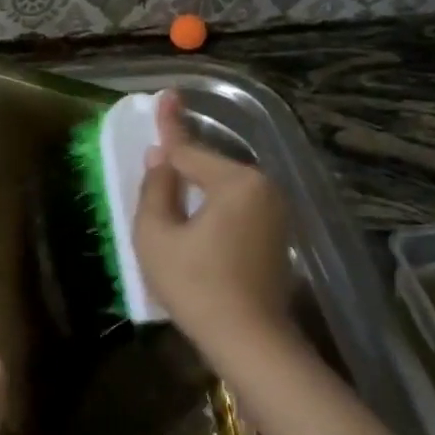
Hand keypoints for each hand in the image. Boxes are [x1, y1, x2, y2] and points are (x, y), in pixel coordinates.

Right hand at [133, 92, 296, 367]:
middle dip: (182, 167)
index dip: (169, 126)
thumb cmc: (195, 285)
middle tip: (156, 165)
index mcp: (235, 182)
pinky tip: (196, 224)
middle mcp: (263, 187)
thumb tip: (160, 159)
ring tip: (170, 197)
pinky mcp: (278, 235)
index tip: (165, 94)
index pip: (190, 150)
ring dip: (198, 190)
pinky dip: (214, 209)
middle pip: (210, 168)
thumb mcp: (156, 235)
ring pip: (224, 188)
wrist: (250, 339)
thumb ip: (155, 189)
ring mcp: (276, 212)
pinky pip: (238, 208)